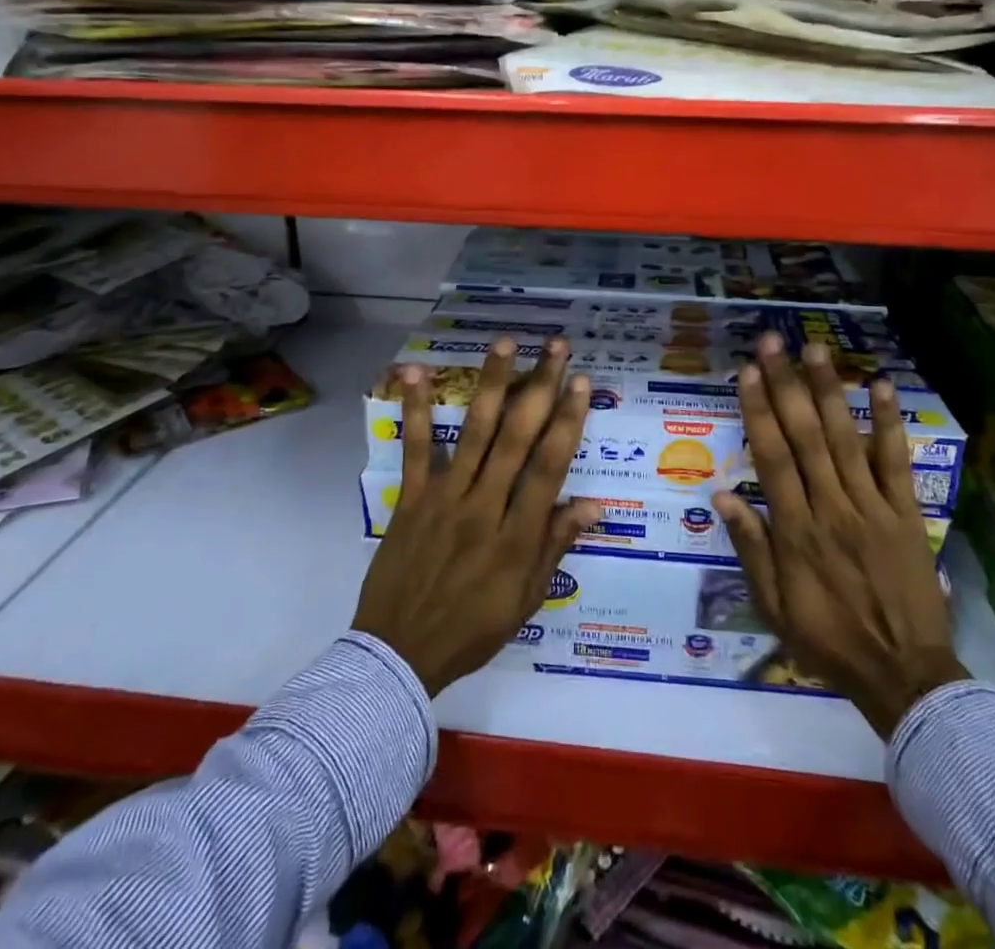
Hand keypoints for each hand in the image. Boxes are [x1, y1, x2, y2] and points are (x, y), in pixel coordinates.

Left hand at [353, 336, 600, 695]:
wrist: (399, 653)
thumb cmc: (473, 629)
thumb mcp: (526, 599)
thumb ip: (556, 545)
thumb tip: (595, 503)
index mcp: (517, 536)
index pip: (549, 467)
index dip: (568, 422)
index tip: (580, 383)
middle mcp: (485, 507)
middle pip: (517, 437)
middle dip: (540, 387)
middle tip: (555, 347)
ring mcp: (445, 498)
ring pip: (474, 432)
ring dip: (491, 384)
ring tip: (504, 343)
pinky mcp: (412, 498)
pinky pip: (416, 448)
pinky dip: (416, 409)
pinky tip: (416, 373)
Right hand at [713, 335, 966, 736]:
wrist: (904, 675)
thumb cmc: (828, 641)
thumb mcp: (773, 606)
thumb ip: (750, 547)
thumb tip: (722, 494)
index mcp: (795, 529)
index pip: (772, 457)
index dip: (758, 410)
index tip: (748, 372)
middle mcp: (831, 507)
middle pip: (804, 436)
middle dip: (786, 385)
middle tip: (774, 342)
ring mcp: (872, 507)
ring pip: (845, 439)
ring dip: (829, 391)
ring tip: (816, 350)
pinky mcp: (906, 514)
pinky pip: (895, 463)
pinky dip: (888, 424)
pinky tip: (881, 387)